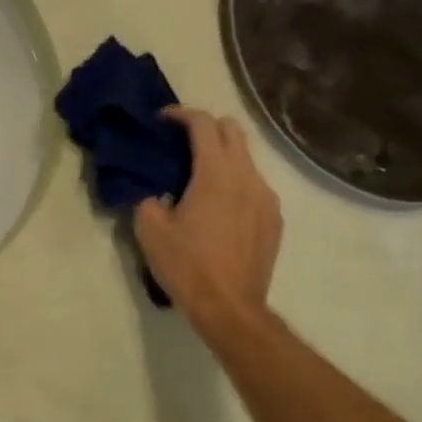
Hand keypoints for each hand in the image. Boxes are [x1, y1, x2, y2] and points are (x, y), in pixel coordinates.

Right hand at [133, 107, 281, 337]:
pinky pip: (254, 185)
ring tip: (198, 178)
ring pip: (246, 158)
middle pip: (233, 131)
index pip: (204, 124)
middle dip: (207, 127)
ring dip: (222, 156)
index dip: (182, 114)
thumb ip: (148, 198)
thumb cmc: (186, 265)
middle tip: (181, 143)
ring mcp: (266, 198)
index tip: (163, 119)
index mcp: (215, 174)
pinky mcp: (274, 218)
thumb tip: (154, 190)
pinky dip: (235, 182)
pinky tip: (217, 208)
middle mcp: (247, 177)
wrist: (230, 307)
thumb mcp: (149, 229)